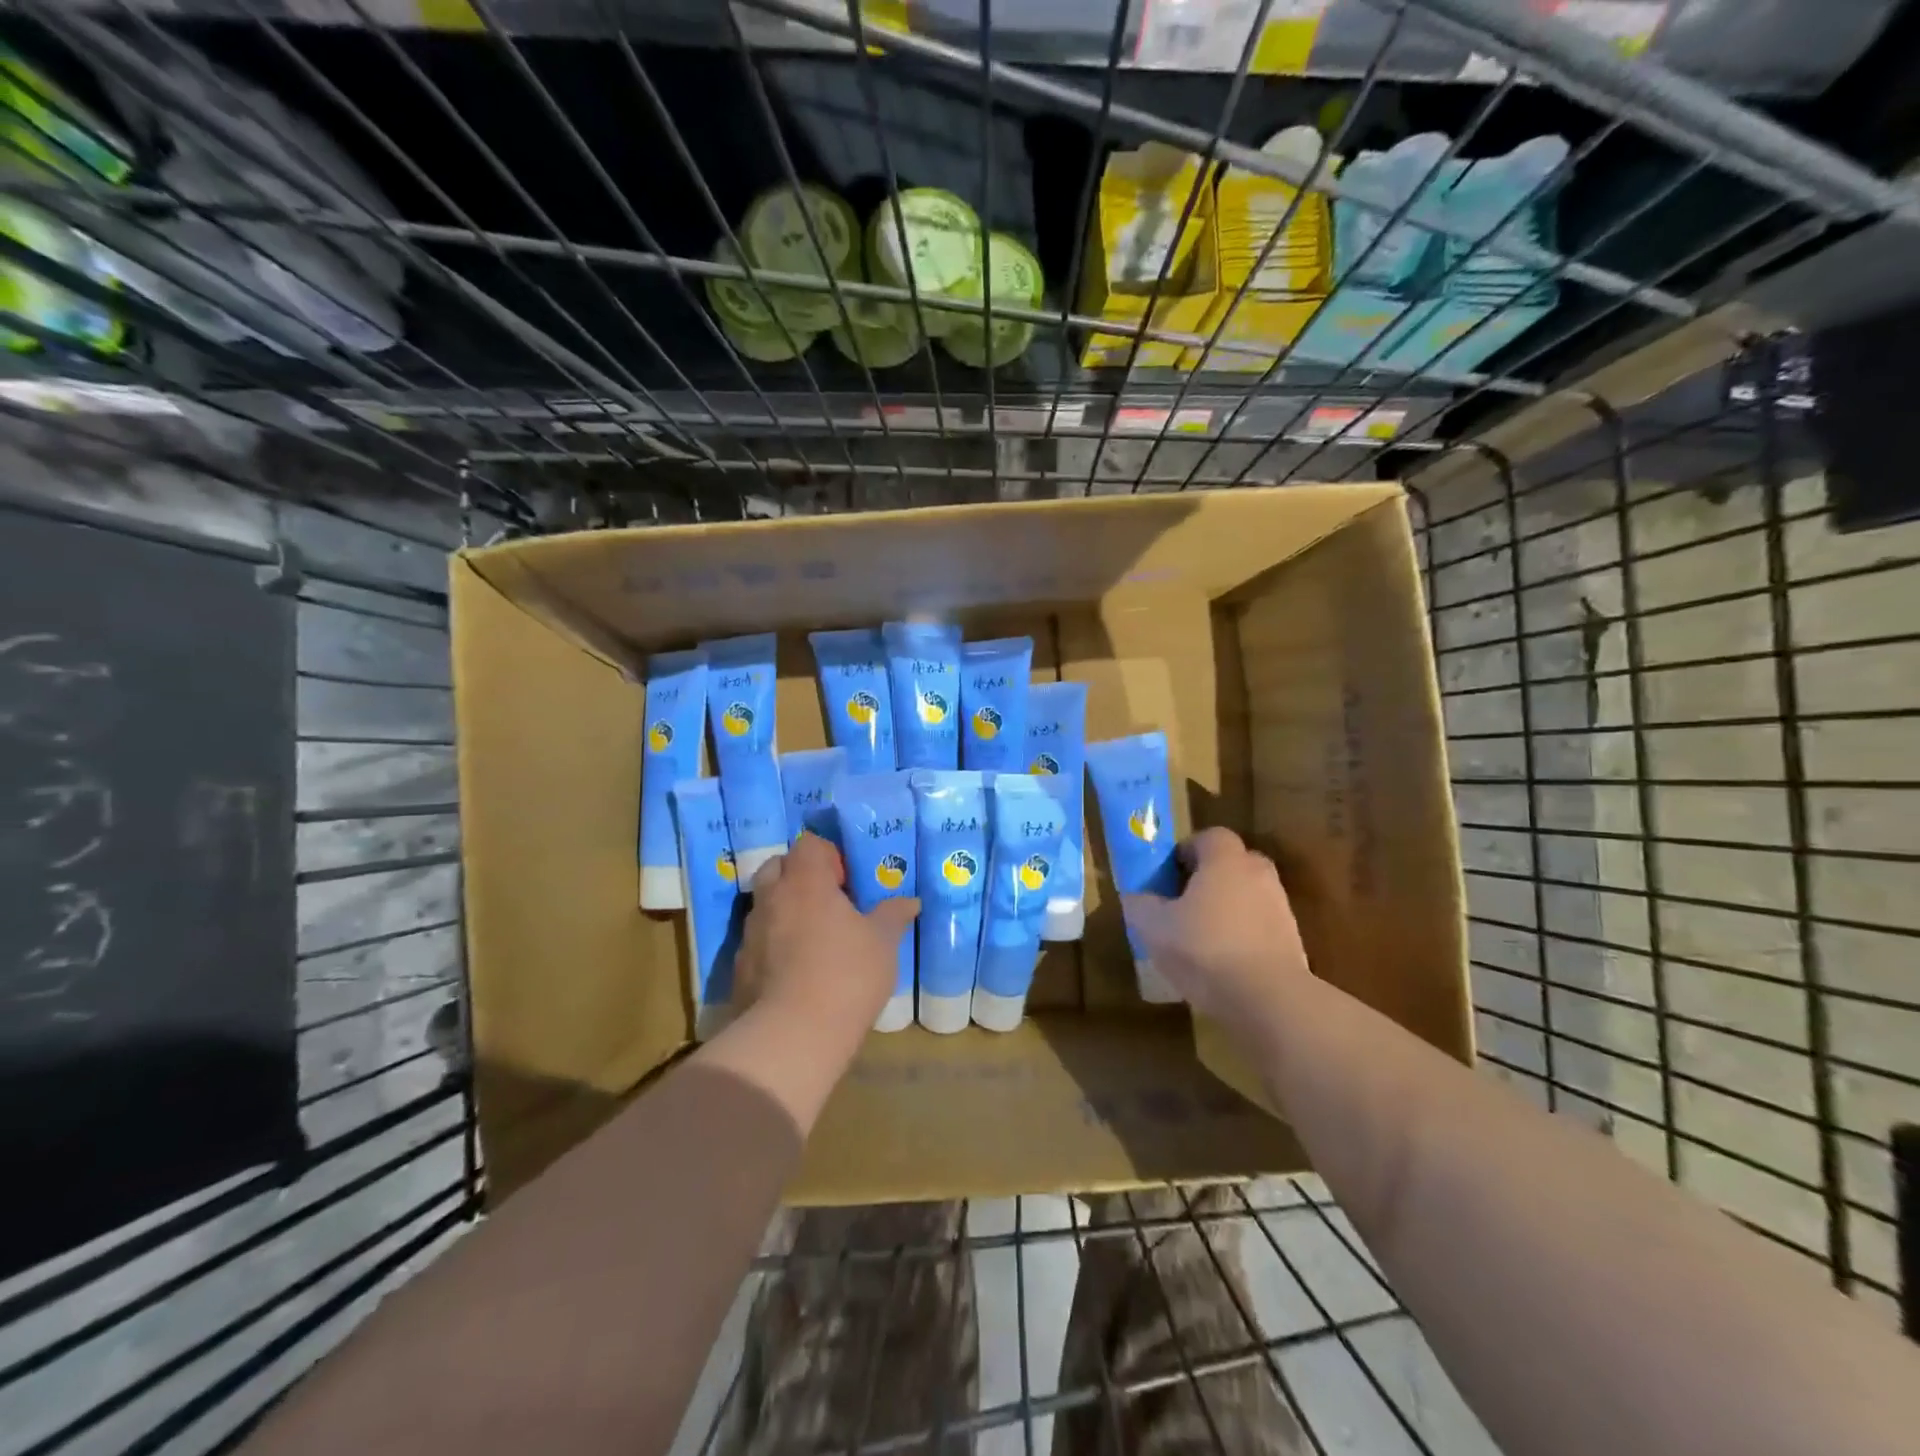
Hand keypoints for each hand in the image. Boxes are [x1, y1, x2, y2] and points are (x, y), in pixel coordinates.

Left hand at [735, 834, 919, 1043]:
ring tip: (812, 937)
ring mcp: (750, 932)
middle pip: (777, 866)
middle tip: (827, 903)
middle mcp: (772, 898)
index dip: (828, 855)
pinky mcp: (739, 966)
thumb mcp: (883, 943)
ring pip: (764, 903)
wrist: (793, 1035)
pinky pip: (757, 940)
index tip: (847, 882)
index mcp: (806, 882)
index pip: (808, 844)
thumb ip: (893, 916)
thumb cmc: (846, 975)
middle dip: (799, 876)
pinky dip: (773, 944)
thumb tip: (910, 901)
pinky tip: (795, 970)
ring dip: (784, 909)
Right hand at [1123, 827, 1310, 1031]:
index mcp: (1225, 860)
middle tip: (1183, 902)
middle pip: (1232, 863)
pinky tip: (1223, 963)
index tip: (1168, 875)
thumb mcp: (1154, 927)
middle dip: (1208, 877)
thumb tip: (1135, 896)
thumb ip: (1140, 905)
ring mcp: (1280, 908)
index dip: (1187, 851)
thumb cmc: (1204, 949)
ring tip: (1201, 938)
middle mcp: (1258, 874)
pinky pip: (1260, 927)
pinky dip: (1243, 936)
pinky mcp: (1292, 941)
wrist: (1268, 999)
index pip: (1209, 836)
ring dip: (1227, 908)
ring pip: (1247, 896)